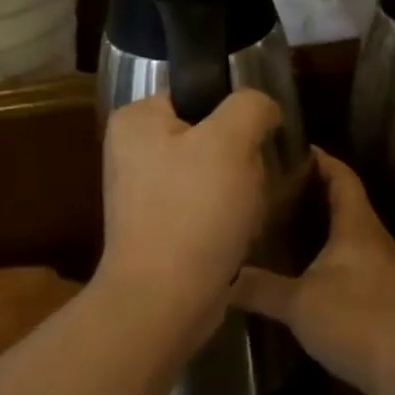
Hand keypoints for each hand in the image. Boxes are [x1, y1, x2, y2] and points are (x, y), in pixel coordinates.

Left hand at [98, 90, 281, 313]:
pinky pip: (205, 207)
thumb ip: (250, 106)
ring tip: (245, 213)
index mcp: (136, 119)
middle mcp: (132, 151)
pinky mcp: (159, 227)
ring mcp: (143, 192)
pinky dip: (225, 219)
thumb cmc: (194, 210)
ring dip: (239, 191)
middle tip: (248, 184)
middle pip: (210, 136)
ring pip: (214, 174)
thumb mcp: (231, 140)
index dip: (234, 116)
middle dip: (240, 160)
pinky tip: (234, 235)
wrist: (165, 300)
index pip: (199, 95)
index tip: (254, 144)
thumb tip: (262, 108)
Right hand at [235, 150, 394, 394]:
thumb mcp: (299, 303)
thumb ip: (259, 287)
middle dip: (308, 188)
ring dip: (315, 220)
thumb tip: (220, 276)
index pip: (340, 174)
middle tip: (267, 183)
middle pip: (341, 198)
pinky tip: (296, 263)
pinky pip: (345, 255)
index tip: (285, 148)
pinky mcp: (376, 291)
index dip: (318, 157)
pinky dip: (321, 249)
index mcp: (356, 224)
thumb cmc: (358, 322)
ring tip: (274, 218)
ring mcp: (376, 265)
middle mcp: (369, 236)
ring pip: (343, 229)